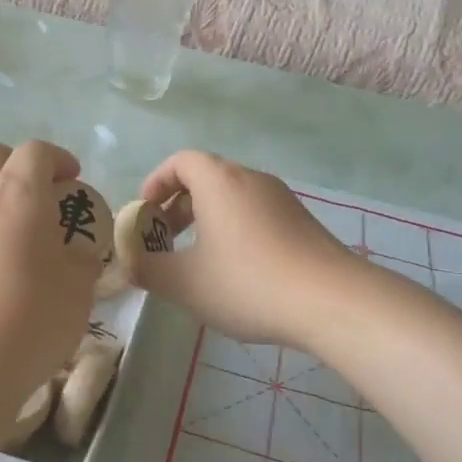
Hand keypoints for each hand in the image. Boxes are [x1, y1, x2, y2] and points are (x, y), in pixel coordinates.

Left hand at [0, 140, 101, 421]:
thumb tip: (76, 253)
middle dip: (17, 165)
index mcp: (18, 192)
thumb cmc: (29, 318)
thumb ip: (81, 260)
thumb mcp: (77, 290)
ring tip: (19, 238)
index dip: (59, 159)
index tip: (73, 181)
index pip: (36, 151)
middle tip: (40, 197)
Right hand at [135, 151, 360, 350]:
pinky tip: (238, 271)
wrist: (332, 300)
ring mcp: (282, 198)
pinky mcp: (303, 221)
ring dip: (208, 219)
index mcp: (219, 181)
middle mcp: (251, 179)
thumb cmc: (248, 282)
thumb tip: (129, 265)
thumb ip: (150, 270)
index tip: (144, 213)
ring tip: (199, 259)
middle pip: (207, 177)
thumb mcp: (186, 283)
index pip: (180, 161)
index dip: (156, 182)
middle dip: (179, 205)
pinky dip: (236, 229)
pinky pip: (257, 213)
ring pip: (233, 197)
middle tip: (165, 239)